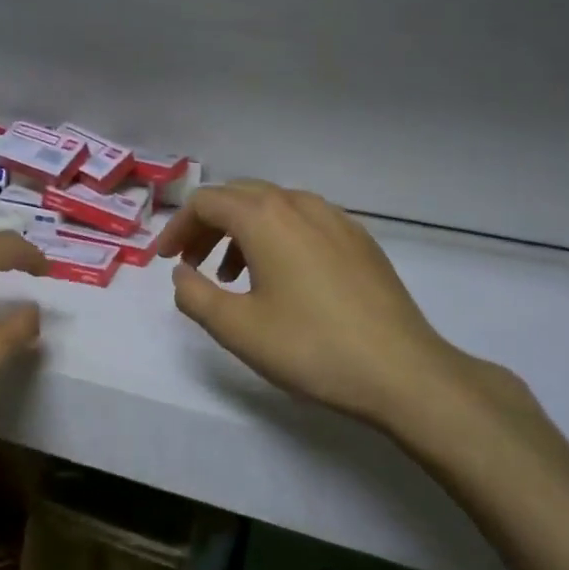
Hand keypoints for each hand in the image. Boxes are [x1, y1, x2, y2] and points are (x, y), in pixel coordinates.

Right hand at [157, 180, 539, 445]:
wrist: (404, 373)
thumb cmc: (311, 347)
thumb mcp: (236, 328)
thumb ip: (194, 295)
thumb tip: (181, 275)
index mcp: (265, 217)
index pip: (206, 202)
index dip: (177, 228)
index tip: (164, 261)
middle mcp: (299, 205)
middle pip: (238, 196)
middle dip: (206, 226)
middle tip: (191, 264)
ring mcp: (336, 220)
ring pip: (273, 207)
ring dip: (241, 232)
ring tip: (232, 277)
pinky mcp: (359, 241)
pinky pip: (303, 222)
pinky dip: (276, 238)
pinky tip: (281, 279)